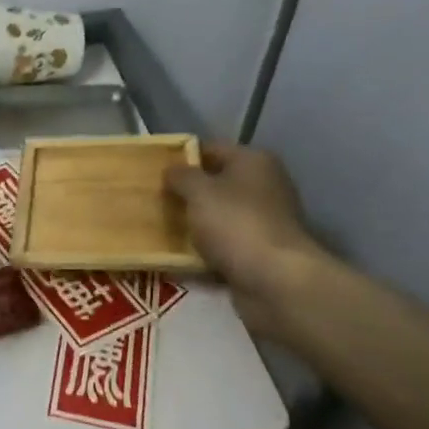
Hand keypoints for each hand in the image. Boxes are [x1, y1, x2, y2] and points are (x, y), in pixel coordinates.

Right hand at [166, 142, 327, 335]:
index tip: (155, 173)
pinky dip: (205, 250)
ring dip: (194, 224)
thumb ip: (181, 176)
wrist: (274, 280)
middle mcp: (264, 186)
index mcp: (254, 162)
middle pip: (216, 184)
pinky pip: (224, 245)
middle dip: (186, 194)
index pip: (211, 149)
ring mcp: (264, 221)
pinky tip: (180, 257)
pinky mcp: (260, 251)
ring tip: (161, 231)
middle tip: (154, 203)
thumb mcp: (199, 191)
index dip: (182, 158)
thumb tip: (172, 170)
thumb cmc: (235, 224)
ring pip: (218, 216)